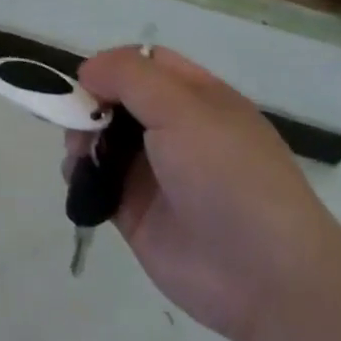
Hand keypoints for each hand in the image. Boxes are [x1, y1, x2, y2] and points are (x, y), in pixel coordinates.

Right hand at [68, 46, 340, 340]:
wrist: (263, 277)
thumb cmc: (229, 177)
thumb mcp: (184, 109)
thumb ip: (130, 77)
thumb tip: (87, 70)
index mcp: (197, 99)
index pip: (146, 64)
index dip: (113, 65)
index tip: (88, 80)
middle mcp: (174, 130)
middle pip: (116, 98)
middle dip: (88, 101)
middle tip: (76, 117)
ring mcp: (153, 171)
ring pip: (100, 137)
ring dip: (80, 136)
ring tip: (80, 152)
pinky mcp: (133, 209)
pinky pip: (94, 179)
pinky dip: (78, 173)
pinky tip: (80, 179)